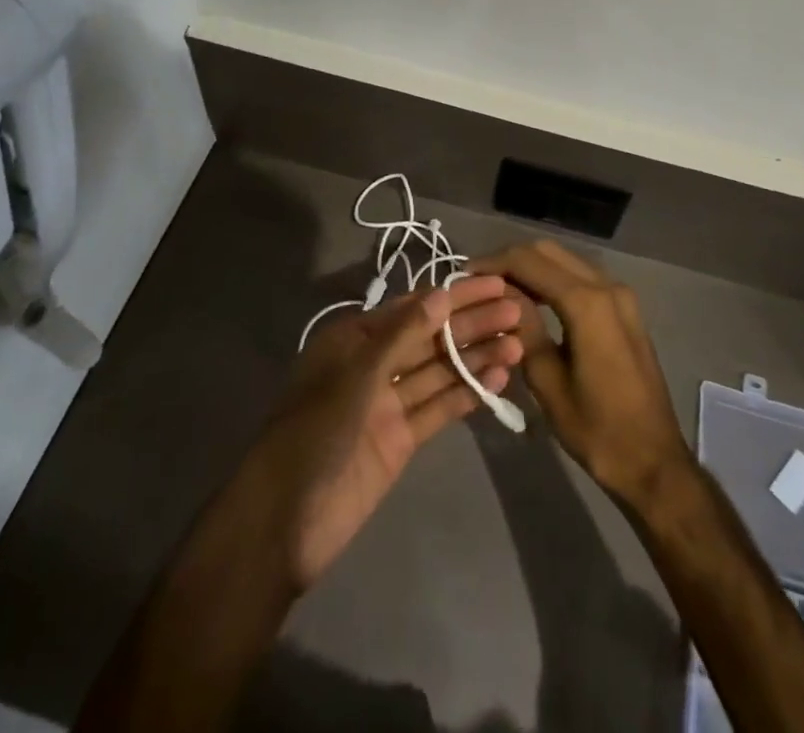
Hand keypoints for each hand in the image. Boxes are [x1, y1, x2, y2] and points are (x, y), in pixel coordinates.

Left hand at [243, 278, 523, 588]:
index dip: (456, 294)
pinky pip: (438, 408)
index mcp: (356, 338)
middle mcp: (373, 364)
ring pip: (439, 371)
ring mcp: (387, 403)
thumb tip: (443, 293)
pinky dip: (466, 393)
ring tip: (519, 344)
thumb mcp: (357, 375)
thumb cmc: (314, 432)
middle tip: (519, 311)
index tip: (496, 283)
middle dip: (472, 323)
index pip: (415, 307)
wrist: (284, 521)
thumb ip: (402, 335)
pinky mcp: (400, 440)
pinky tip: (499, 379)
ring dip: (476, 356)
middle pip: (431, 337)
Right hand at [472, 241, 690, 510]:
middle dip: (511, 261)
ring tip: (500, 292)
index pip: (529, 261)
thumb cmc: (597, 429)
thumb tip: (499, 294)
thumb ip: (522, 328)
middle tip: (480, 283)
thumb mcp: (547, 381)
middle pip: (548, 252)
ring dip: (532, 267)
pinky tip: (532, 301)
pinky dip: (553, 279)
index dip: (493, 263)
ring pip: (566, 260)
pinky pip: (582, 276)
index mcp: (587, 303)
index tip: (464, 276)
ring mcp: (620, 295)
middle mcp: (607, 286)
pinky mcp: (625, 308)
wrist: (654, 461)